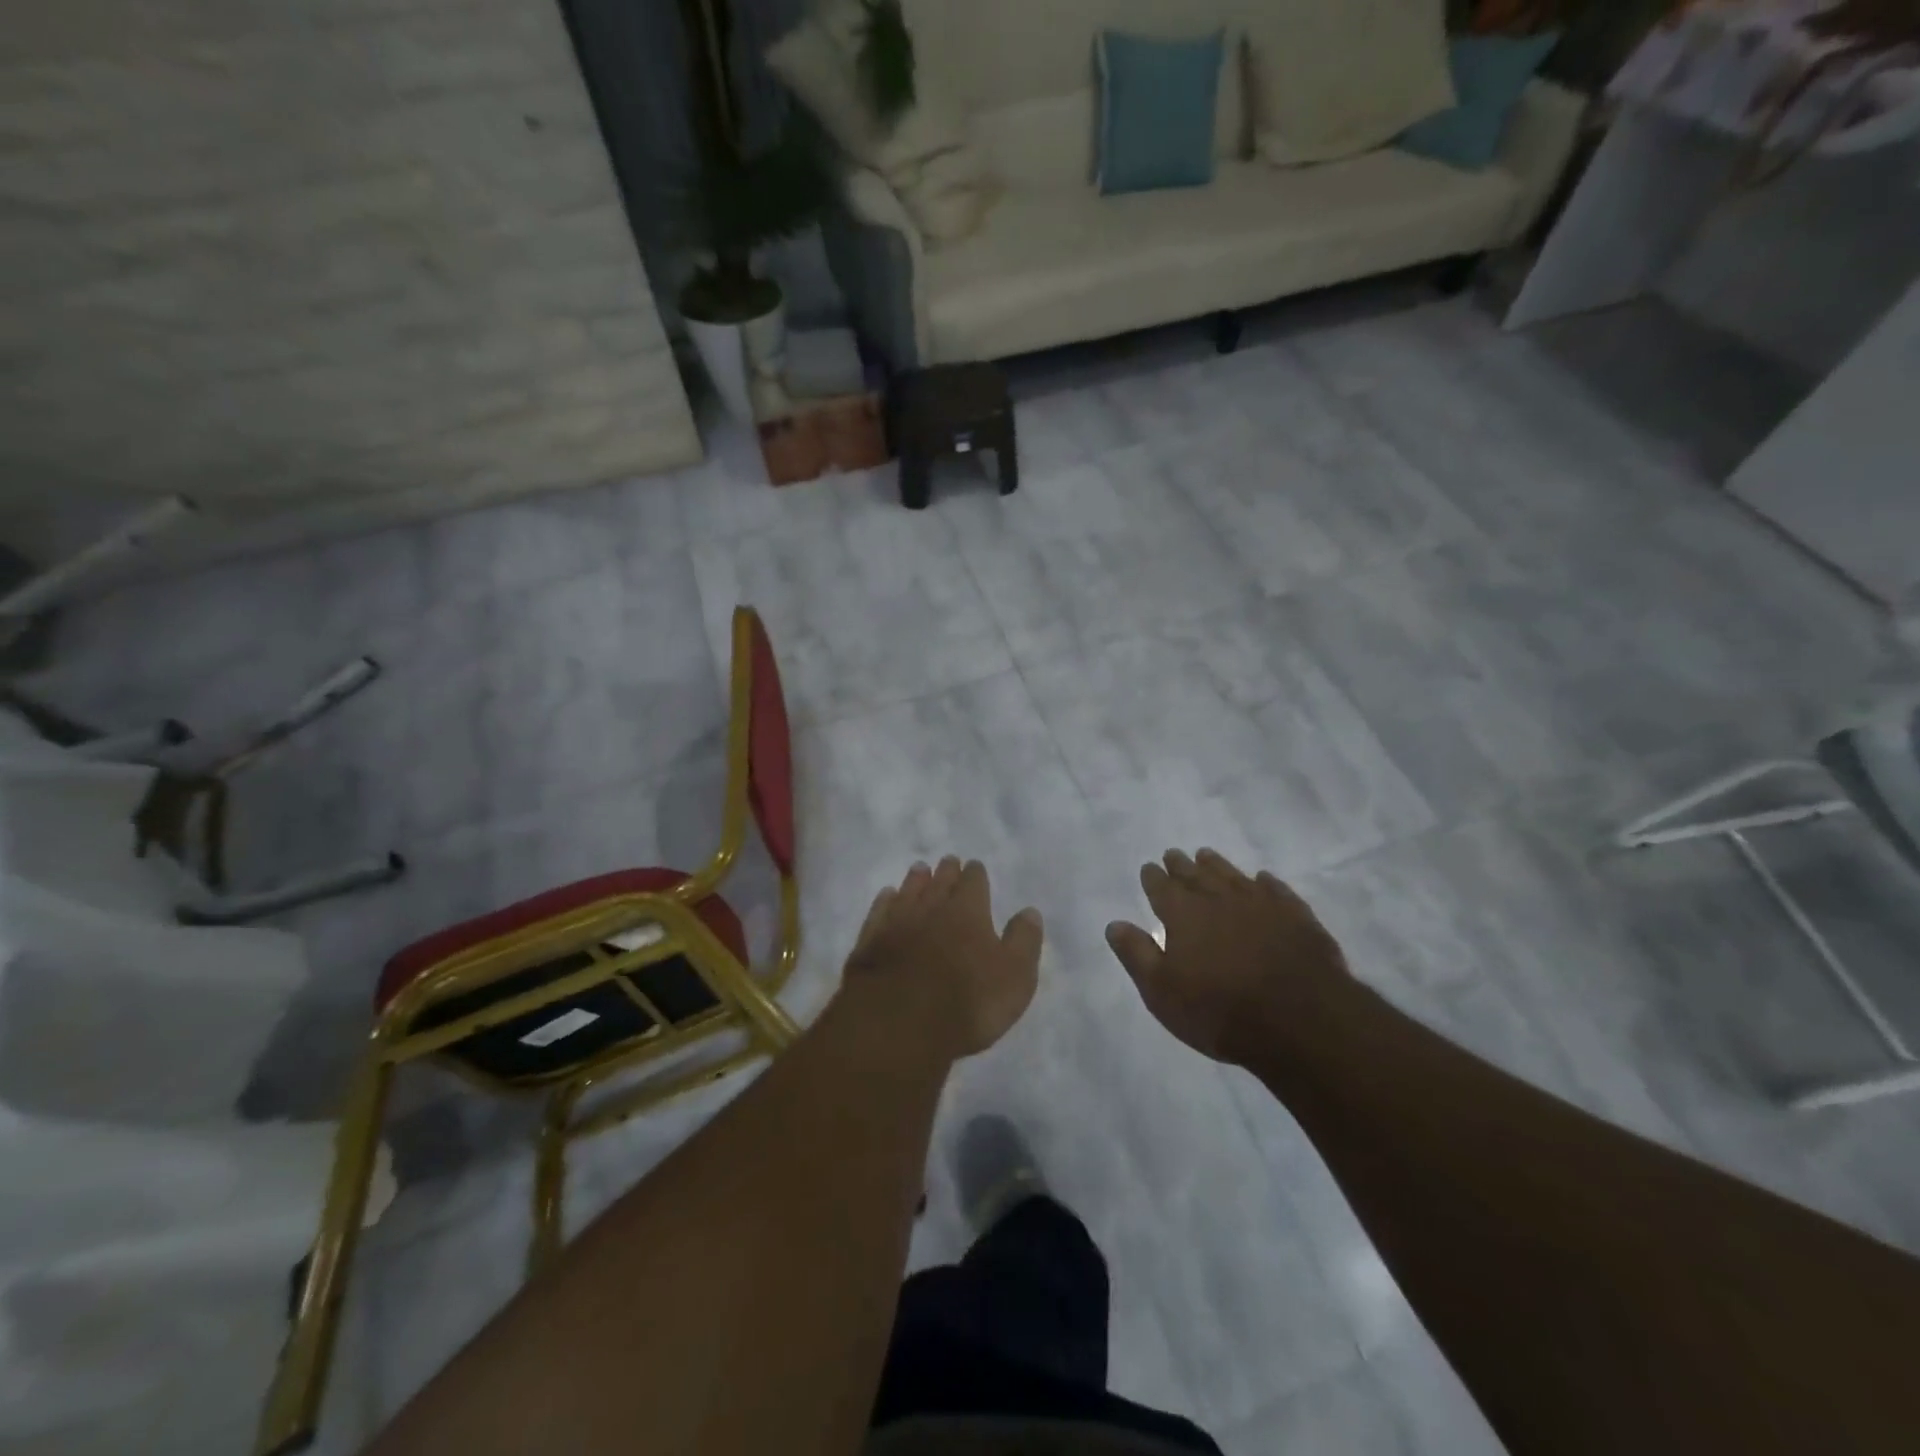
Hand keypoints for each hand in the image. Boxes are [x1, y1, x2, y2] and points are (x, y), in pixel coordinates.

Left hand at [843, 857, 1043, 1060]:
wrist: (898, 1021)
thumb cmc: (967, 1001)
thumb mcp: (1014, 977)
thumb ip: (1023, 941)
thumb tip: (1029, 911)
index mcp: (969, 912)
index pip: (974, 883)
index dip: (976, 875)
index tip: (975, 867)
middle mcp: (932, 908)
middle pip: (940, 882)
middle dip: (946, 871)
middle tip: (948, 861)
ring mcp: (897, 922)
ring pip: (908, 892)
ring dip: (916, 880)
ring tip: (919, 869)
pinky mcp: (870, 942)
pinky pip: (879, 912)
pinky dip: (885, 901)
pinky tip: (887, 896)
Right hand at [1105, 849, 1353, 1066]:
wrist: (1300, 1020)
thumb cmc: (1220, 1011)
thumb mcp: (1162, 992)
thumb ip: (1137, 954)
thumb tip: (1114, 924)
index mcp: (1183, 914)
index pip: (1162, 888)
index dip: (1153, 877)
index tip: (1149, 867)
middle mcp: (1219, 899)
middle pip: (1195, 875)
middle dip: (1181, 865)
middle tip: (1172, 854)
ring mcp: (1261, 904)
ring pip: (1232, 876)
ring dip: (1217, 865)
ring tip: (1206, 855)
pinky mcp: (1296, 916)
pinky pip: (1276, 890)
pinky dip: (1265, 882)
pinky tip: (1263, 879)